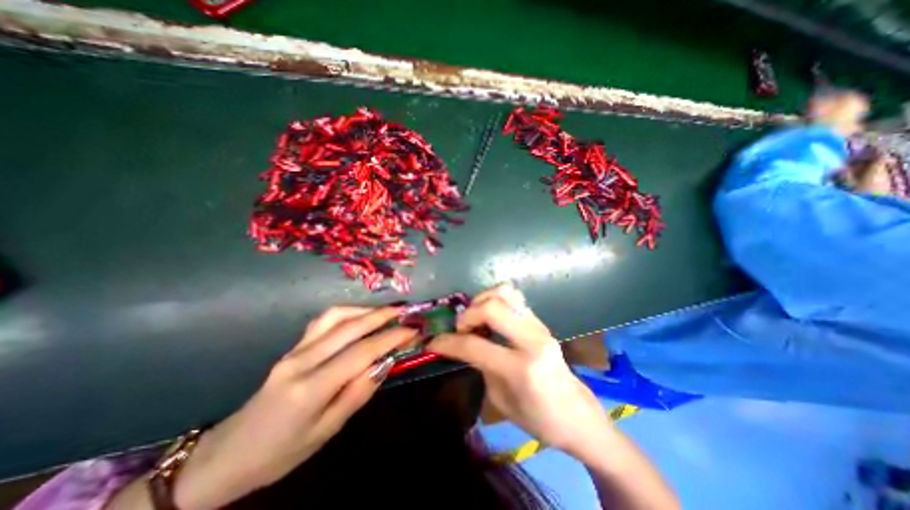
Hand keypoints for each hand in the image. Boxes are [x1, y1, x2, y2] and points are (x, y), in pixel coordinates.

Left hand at [174, 305, 415, 507]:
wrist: (228, 453)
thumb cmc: (281, 452)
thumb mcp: (326, 432)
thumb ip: (358, 393)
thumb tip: (385, 362)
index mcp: (310, 387)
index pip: (360, 352)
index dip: (390, 338)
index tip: (412, 330)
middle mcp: (302, 360)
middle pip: (349, 327)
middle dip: (381, 316)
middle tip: (405, 311)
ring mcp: (294, 349)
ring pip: (334, 316)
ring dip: (364, 309)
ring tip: (386, 311)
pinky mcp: (292, 347)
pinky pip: (323, 320)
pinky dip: (347, 312)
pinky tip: (359, 315)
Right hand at [427, 286, 610, 460]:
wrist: (577, 414)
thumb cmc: (538, 418)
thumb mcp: (500, 399)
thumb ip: (480, 365)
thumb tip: (462, 344)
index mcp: (521, 368)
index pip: (475, 345)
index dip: (448, 342)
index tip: (434, 342)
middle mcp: (532, 340)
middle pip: (492, 307)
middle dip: (468, 314)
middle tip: (461, 328)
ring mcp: (539, 326)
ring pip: (506, 293)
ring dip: (482, 301)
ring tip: (476, 318)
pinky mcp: (540, 321)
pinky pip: (514, 298)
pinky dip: (496, 300)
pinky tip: (490, 316)